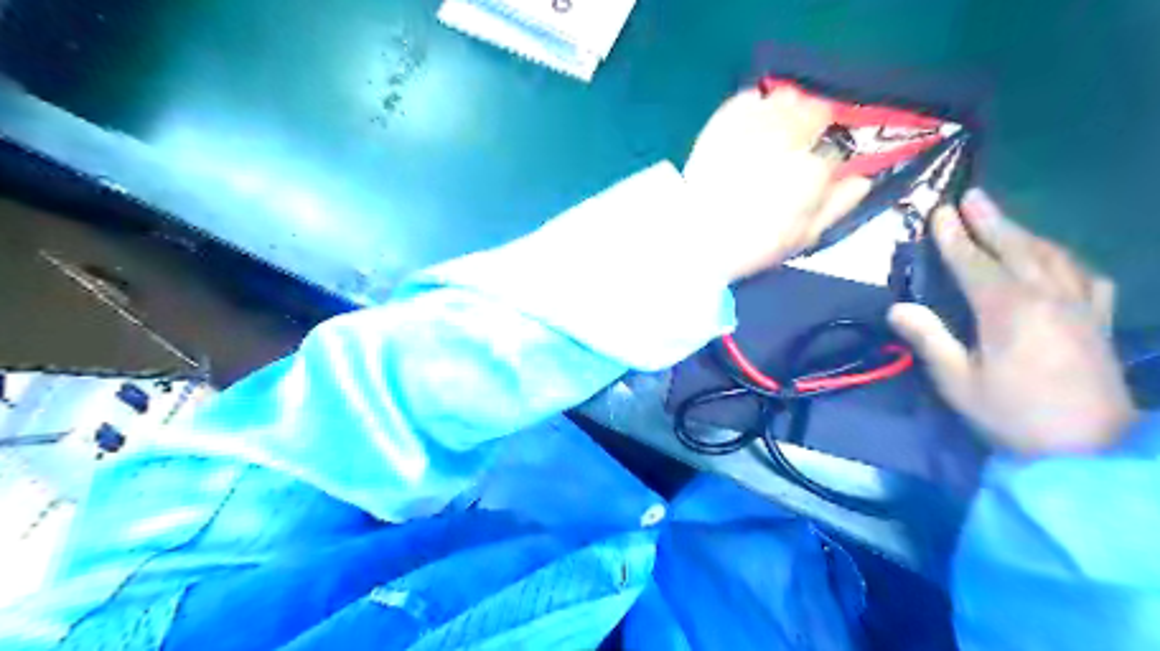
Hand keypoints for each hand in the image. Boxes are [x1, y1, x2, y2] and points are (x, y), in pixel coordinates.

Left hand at [681, 87, 868, 281]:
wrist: (693, 236)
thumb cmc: (751, 245)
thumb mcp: (801, 237)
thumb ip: (836, 206)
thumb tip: (862, 180)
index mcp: (810, 172)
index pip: (834, 153)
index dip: (827, 162)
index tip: (816, 172)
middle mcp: (787, 140)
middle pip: (814, 114)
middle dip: (813, 127)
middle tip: (800, 143)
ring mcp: (753, 127)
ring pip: (785, 101)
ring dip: (789, 110)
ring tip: (779, 130)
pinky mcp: (723, 123)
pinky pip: (749, 99)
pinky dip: (756, 106)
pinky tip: (755, 119)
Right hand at [889, 187, 1134, 451]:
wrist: (1089, 449)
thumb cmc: (1011, 415)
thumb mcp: (957, 383)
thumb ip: (930, 340)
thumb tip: (898, 308)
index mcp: (1009, 310)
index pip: (975, 263)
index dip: (954, 237)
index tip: (939, 211)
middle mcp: (1049, 296)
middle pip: (1017, 248)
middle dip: (992, 221)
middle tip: (973, 196)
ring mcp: (1080, 306)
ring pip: (1053, 255)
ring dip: (1025, 233)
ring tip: (1004, 220)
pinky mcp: (1099, 321)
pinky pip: (1085, 275)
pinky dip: (1065, 258)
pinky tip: (1056, 258)